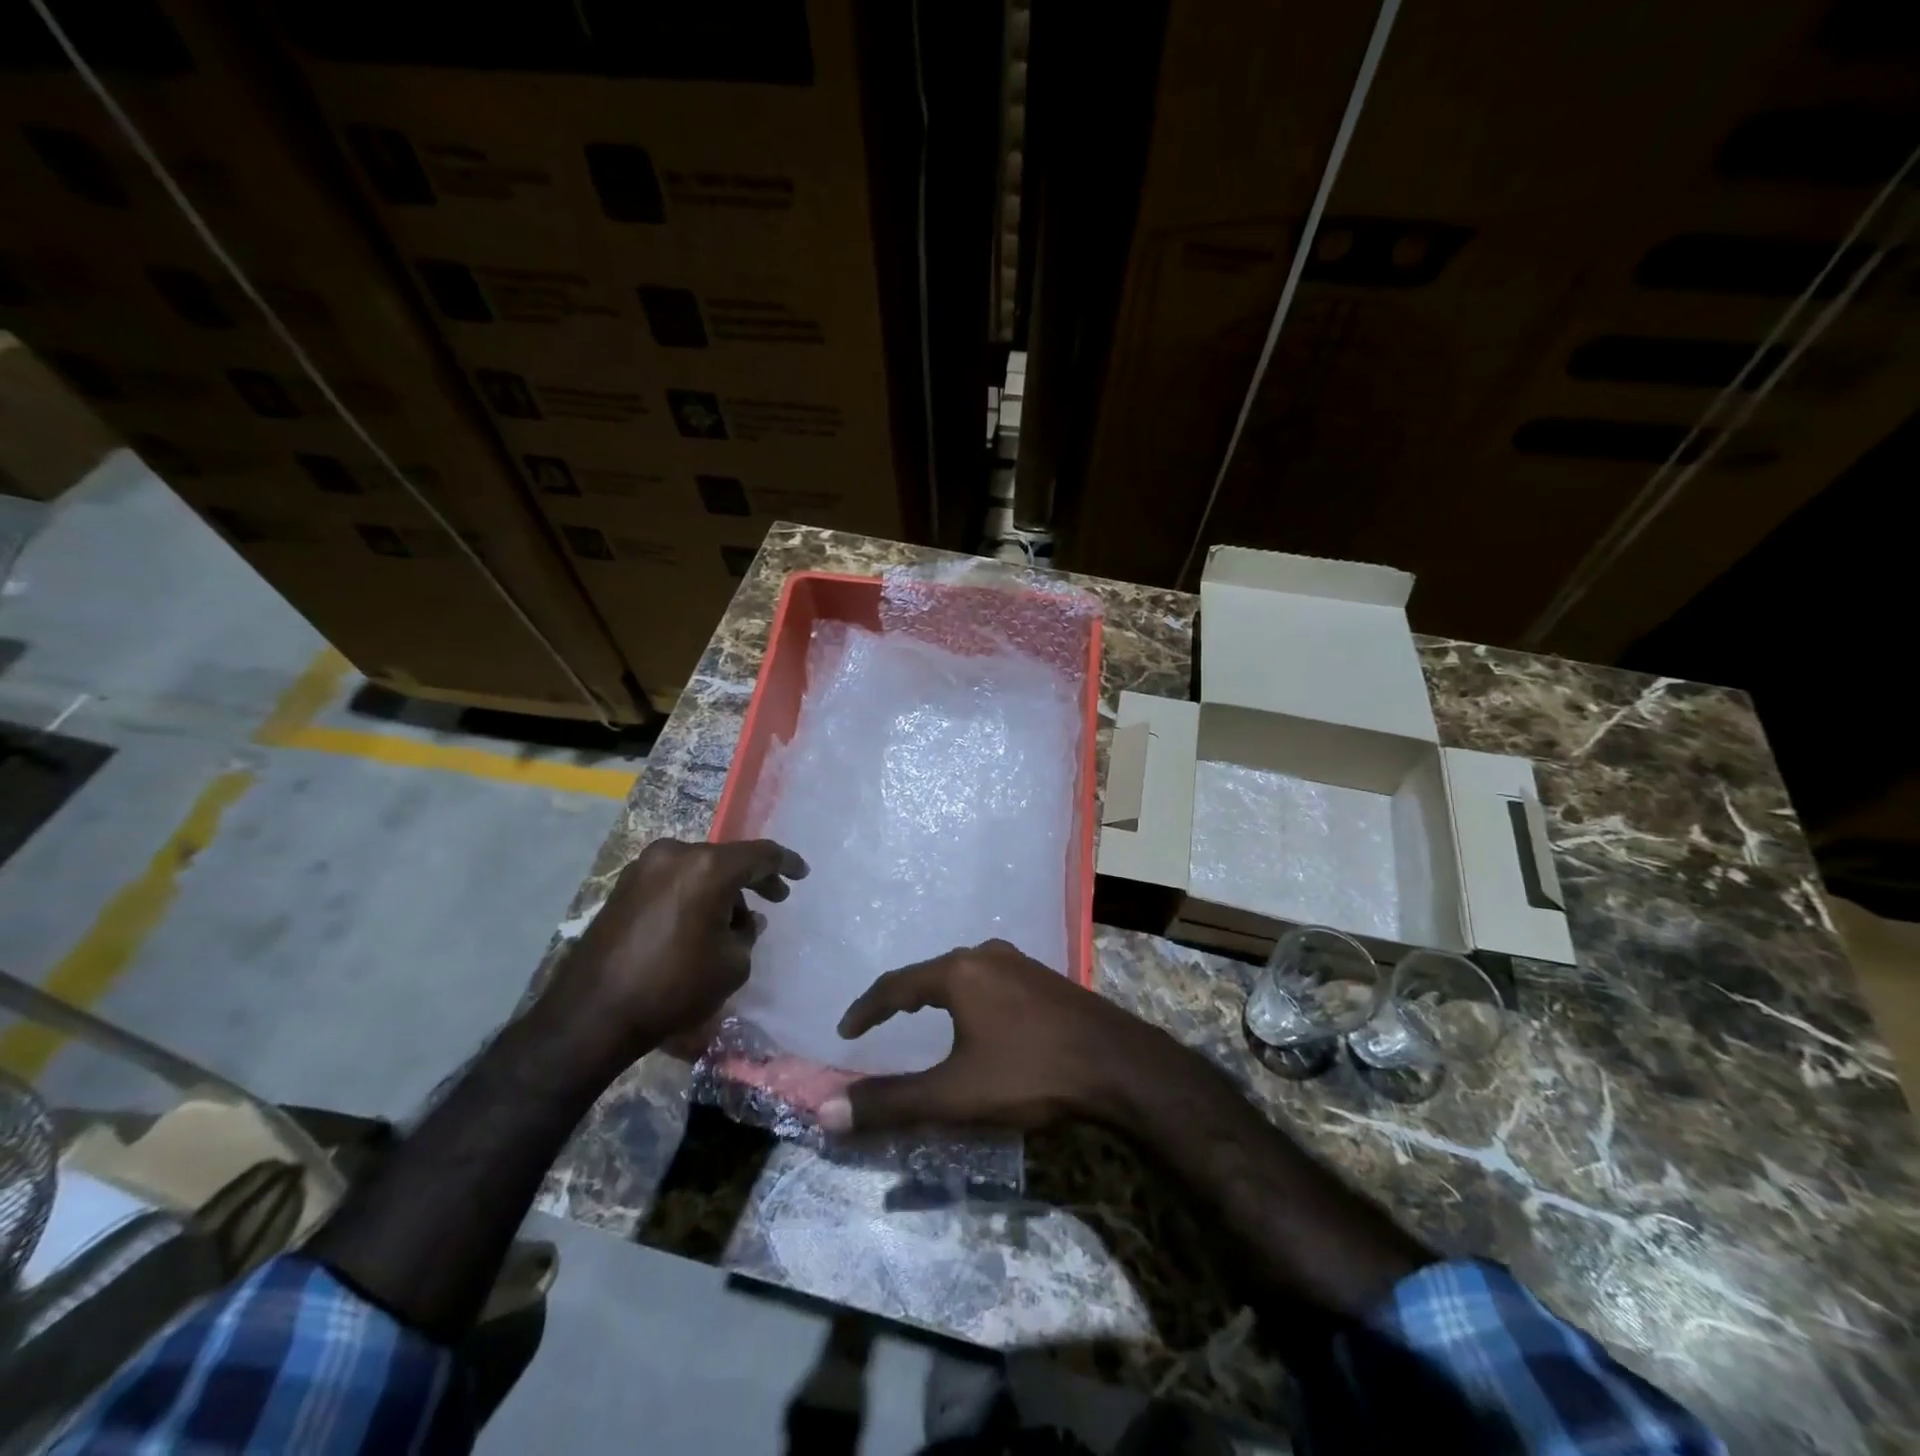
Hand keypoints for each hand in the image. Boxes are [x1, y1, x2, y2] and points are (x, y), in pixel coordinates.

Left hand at [551, 836, 806, 1058]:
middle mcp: (676, 854)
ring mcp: (645, 867)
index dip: (786, 863)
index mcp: (708, 867)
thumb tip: (744, 921)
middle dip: (753, 879)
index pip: (760, 855)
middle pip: (727, 859)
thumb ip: (748, 932)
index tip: (802, 873)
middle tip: (776, 898)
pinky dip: (694, 893)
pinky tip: (702, 921)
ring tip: (735, 922)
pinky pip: (674, 880)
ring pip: (699, 869)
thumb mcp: (732, 963)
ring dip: (722, 889)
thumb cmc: (674, 986)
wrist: (593, 1013)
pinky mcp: (624, 885)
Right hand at [819, 939, 1180, 1134]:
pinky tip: (978, 1017)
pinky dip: (968, 996)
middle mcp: (987, 954)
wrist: (1119, 1066)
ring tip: (921, 1017)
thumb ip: (891, 1102)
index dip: (867, 1008)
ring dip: (937, 993)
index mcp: (959, 971)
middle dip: (901, 998)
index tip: (847, 1029)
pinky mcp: (1045, 977)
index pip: (896, 984)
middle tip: (880, 1023)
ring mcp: (1021, 962)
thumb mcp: (955, 1095)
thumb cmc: (1031, 1074)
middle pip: (929, 973)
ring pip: (964, 973)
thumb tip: (826, 1111)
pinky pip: (991, 979)